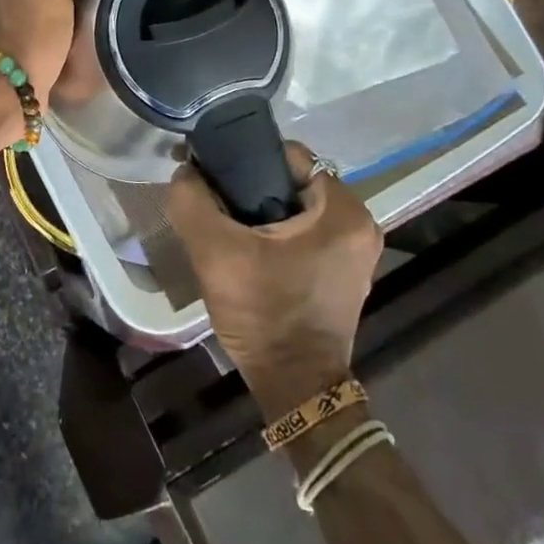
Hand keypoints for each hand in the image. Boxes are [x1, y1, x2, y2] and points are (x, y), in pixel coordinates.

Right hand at [167, 143, 383, 416]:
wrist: (293, 388)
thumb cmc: (264, 315)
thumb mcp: (216, 254)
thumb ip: (192, 202)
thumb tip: (185, 172)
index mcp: (343, 211)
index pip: (289, 155)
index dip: (246, 156)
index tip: (214, 171)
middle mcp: (359, 224)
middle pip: (292, 180)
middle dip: (251, 185)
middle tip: (215, 198)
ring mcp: (354, 251)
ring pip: (296, 206)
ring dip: (261, 209)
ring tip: (225, 221)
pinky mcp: (343, 271)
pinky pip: (305, 231)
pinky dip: (276, 231)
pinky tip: (247, 246)